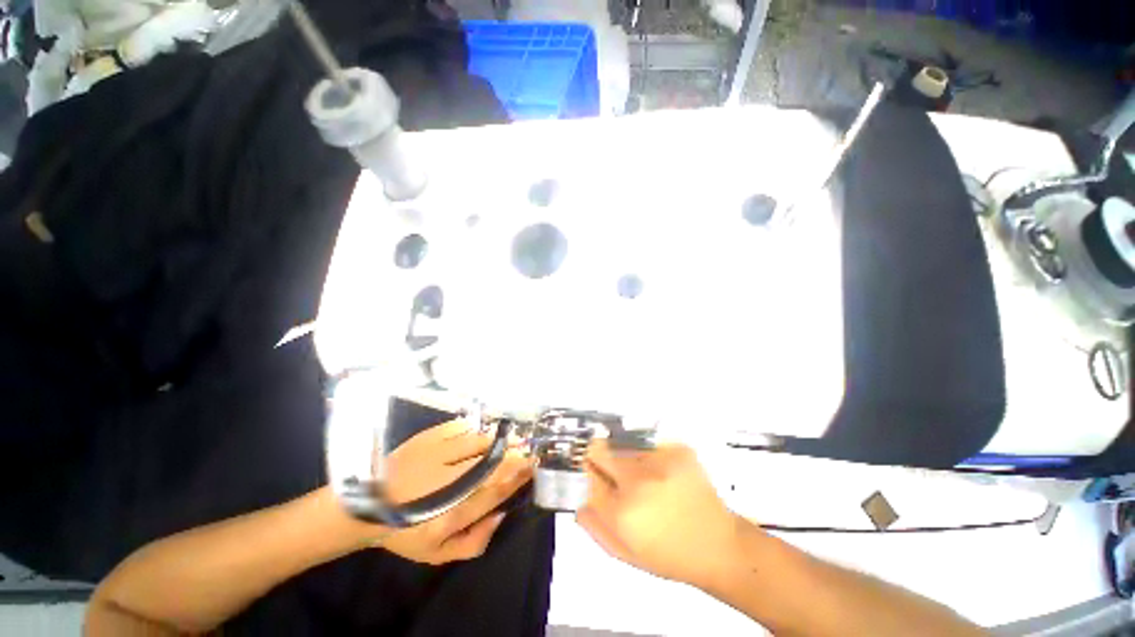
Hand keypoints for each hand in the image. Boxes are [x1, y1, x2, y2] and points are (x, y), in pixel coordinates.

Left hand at [377, 419, 532, 564]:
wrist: (365, 507)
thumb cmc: (405, 532)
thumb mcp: (438, 554)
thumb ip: (474, 542)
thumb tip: (501, 514)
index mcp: (453, 513)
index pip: (496, 490)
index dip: (518, 476)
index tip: (532, 466)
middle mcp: (450, 482)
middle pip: (493, 464)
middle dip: (515, 455)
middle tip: (527, 450)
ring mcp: (438, 455)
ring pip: (480, 443)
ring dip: (499, 441)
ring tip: (510, 439)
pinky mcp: (428, 438)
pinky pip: (461, 428)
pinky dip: (476, 430)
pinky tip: (482, 434)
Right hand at [576, 441, 742, 589]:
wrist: (719, 546)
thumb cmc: (669, 556)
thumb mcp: (625, 554)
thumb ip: (596, 526)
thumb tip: (580, 501)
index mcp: (621, 511)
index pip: (589, 477)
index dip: (591, 476)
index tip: (599, 479)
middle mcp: (637, 481)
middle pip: (599, 450)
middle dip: (600, 458)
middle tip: (615, 471)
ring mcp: (660, 461)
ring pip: (624, 446)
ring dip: (627, 459)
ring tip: (647, 479)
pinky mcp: (678, 450)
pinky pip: (649, 444)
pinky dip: (650, 455)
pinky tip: (664, 474)